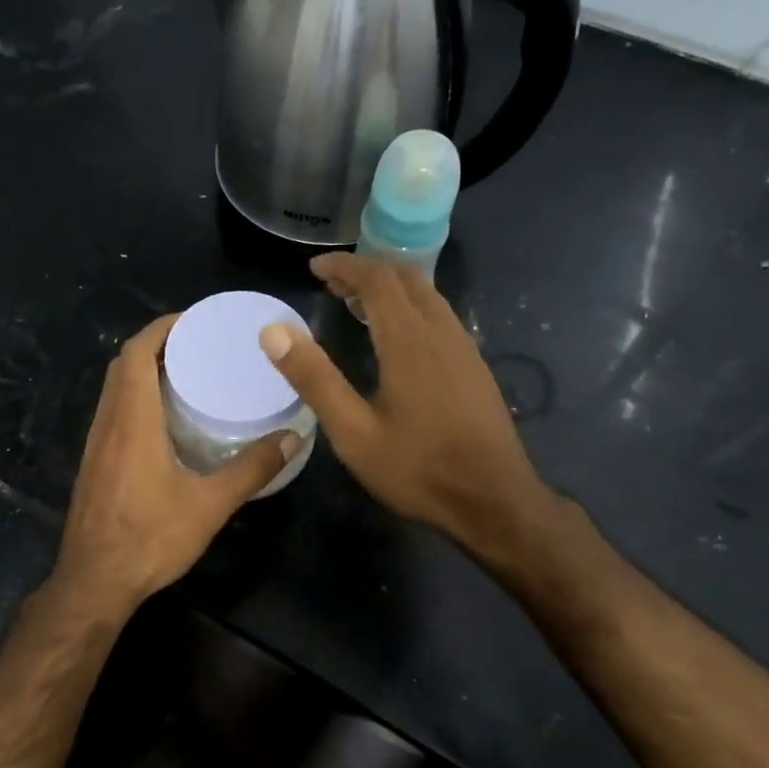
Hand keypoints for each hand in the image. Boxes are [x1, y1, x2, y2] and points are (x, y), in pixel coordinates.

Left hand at [50, 313, 296, 616]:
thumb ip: (251, 469)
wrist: (94, 582)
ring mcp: (96, 443)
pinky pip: (113, 411)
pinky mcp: (94, 462)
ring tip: (187, 373)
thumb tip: (293, 438)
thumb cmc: (149, 538)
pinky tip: (165, 419)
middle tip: (199, 345)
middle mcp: (108, 422)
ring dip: (144, 370)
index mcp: (132, 420)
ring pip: (115, 388)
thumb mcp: (209, 505)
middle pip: (123, 364)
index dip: (162, 328)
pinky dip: (136, 397)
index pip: (136, 353)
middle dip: (157, 344)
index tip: (195, 320)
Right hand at [258, 253, 549, 559]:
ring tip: (357, 305)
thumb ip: (314, 378)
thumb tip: (273, 331)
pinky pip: (440, 317)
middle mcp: (441, 332)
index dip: (344, 266)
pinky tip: (397, 339)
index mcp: (409, 340)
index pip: (377, 279)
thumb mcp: (353, 431)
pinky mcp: (476, 368)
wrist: (495, 501)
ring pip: (428, 296)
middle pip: (406, 279)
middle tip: (332, 284)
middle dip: (367, 271)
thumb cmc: (418, 469)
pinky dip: (411, 308)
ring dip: (391, 288)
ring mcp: (465, 349)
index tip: (314, 268)